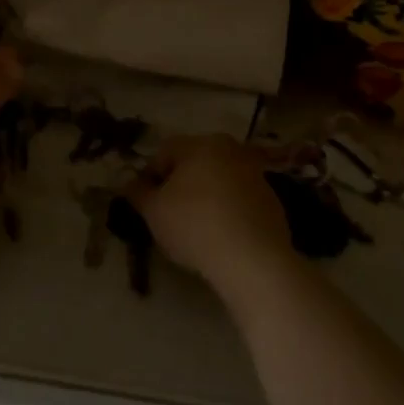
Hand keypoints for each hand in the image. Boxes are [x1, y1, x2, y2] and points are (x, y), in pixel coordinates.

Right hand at [126, 135, 293, 291]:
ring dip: (206, 197)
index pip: (165, 152)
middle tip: (170, 215)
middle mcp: (229, 149)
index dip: (150, 177)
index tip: (147, 204)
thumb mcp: (154, 212)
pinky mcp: (273, 200)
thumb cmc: (195, 226)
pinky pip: (240, 200)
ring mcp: (255, 173)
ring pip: (219, 180)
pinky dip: (229, 212)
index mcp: (199, 143)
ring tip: (198, 229)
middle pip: (194, 163)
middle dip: (180, 185)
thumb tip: (130, 184)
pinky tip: (223, 237)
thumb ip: (138, 193)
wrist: (254, 260)